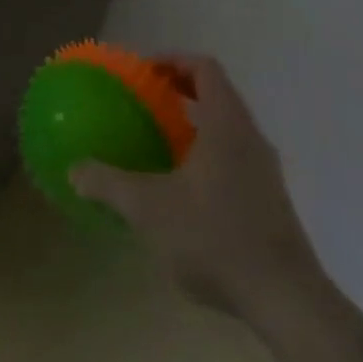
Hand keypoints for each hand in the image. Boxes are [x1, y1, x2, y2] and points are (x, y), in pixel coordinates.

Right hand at [70, 54, 321, 314]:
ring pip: (229, 130)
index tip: (145, 71)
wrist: (287, 301)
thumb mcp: (150, 209)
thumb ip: (109, 185)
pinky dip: (209, 158)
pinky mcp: (271, 203)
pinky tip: (184, 192)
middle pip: (218, 95)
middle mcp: (251, 137)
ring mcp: (265, 172)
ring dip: (196, 127)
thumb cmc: (216, 237)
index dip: (174, 60)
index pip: (204, 68)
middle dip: (181, 92)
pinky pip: (236, 160)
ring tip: (161, 145)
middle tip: (146, 102)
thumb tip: (75, 170)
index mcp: (226, 123)